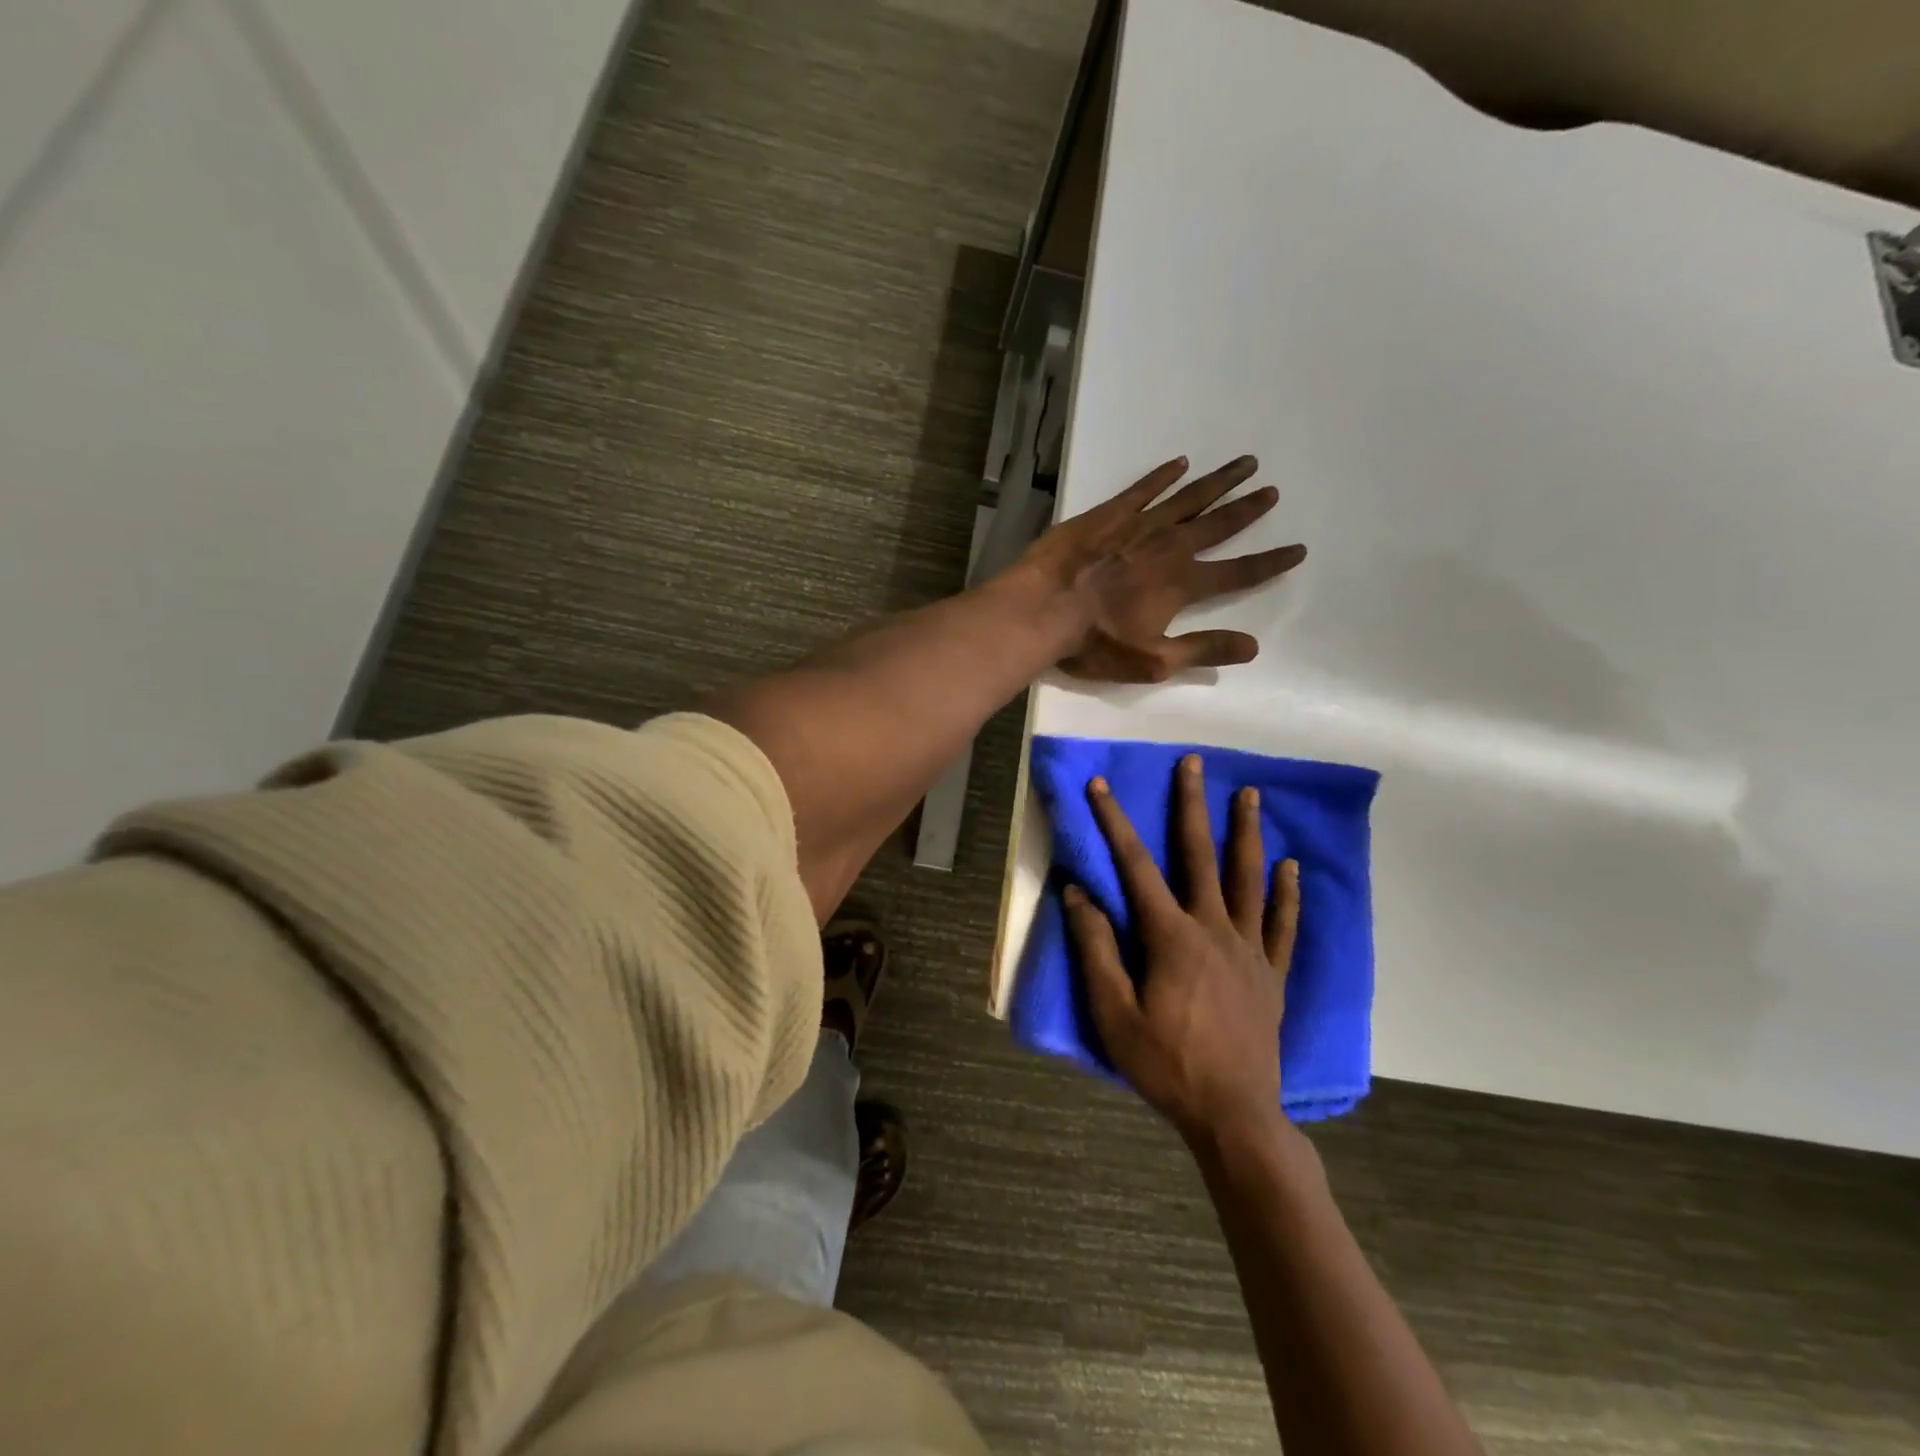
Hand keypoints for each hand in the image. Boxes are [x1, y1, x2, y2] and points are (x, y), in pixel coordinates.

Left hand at [1018, 456, 1305, 682]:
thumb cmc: (1093, 642)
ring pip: (1187, 498)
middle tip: (1272, 490)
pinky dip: (1162, 475)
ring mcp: (1138, 525)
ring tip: (1245, 463)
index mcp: (1182, 584)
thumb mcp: (1152, 661)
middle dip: (1248, 509)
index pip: (1238, 573)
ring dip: (1218, 482)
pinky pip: (1142, 488)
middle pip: (1218, 524)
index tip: (1298, 549)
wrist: (1040, 610)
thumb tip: (1253, 646)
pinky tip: (1180, 463)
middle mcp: (1169, 547)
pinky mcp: (1107, 514)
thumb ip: (1203, 650)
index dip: (1269, 563)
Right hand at [1063, 753, 1300, 1143]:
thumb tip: (1078, 894)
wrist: (1234, 1115)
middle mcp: (1213, 929)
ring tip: (1251, 795)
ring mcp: (1249, 949)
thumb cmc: (1166, 1065)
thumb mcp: (1113, 1013)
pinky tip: (1290, 867)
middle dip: (1193, 806)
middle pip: (1200, 856)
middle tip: (1195, 763)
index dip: (1114, 822)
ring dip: (1247, 834)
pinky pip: (1282, 925)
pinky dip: (1287, 894)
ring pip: (1248, 879)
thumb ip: (1096, 950)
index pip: (1135, 866)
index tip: (1101, 786)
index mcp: (1171, 936)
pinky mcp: (1272, 974)